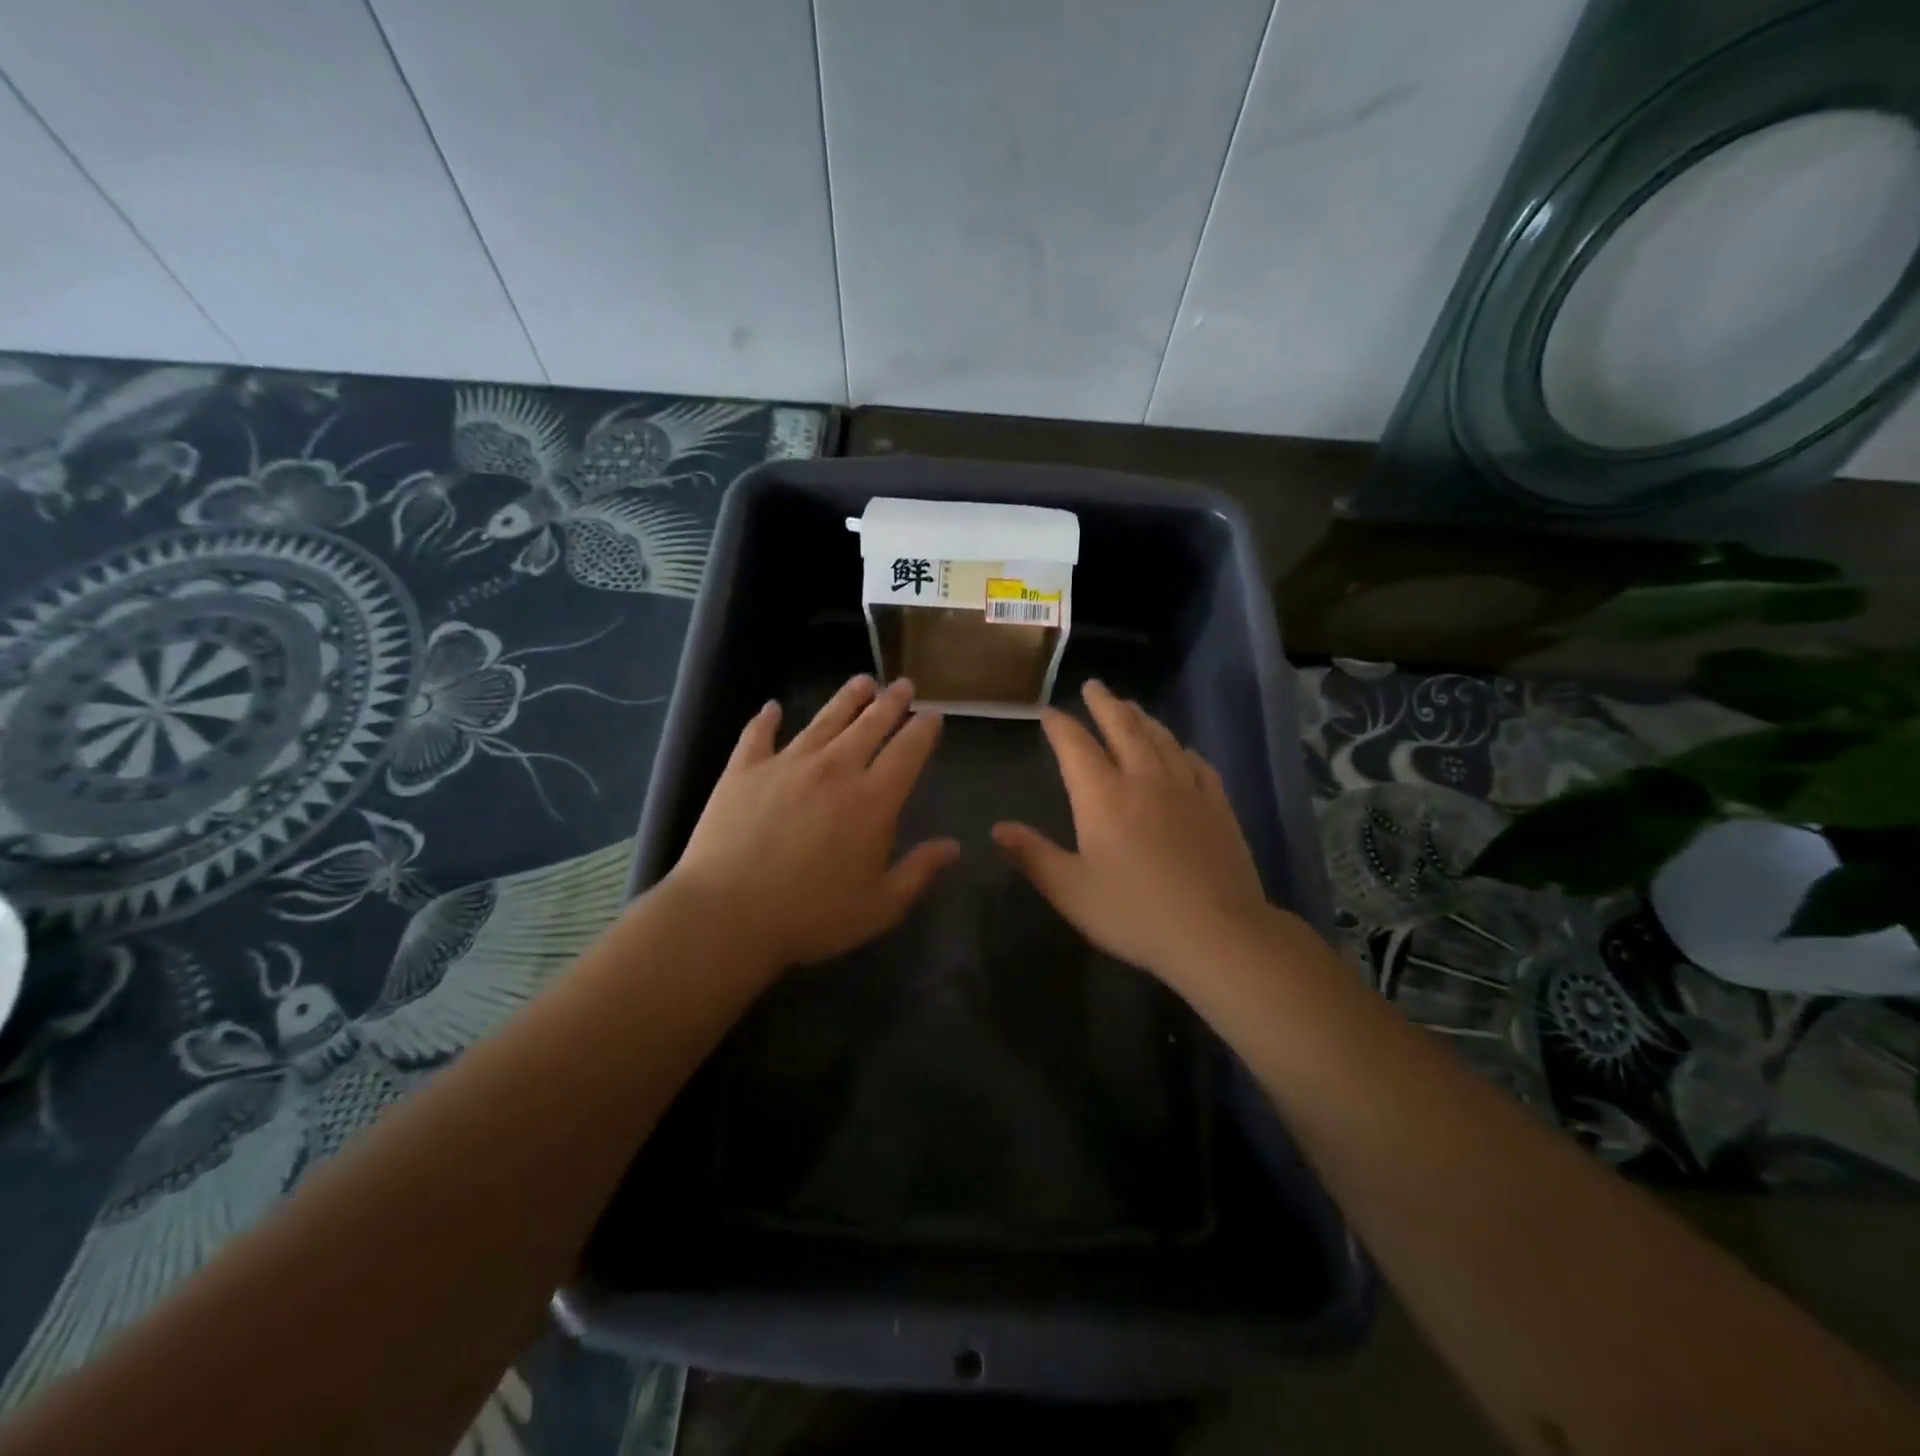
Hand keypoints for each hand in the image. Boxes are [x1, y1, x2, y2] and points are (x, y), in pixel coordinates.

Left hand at [667, 675, 959, 966]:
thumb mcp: (879, 906)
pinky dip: (767, 719)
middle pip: (870, 725)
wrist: (727, 916)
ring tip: (863, 681)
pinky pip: (759, 735)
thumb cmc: (811, 916)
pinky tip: (772, 707)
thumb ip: (919, 871)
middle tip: (904, 685)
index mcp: (873, 800)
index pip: (908, 752)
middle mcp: (834, 769)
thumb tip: (953, 846)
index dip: (924, 730)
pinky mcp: (744, 770)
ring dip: (846, 699)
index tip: (933, 715)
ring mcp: (786, 764)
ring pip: (824, 720)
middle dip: (891, 702)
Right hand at [992, 680, 1272, 986]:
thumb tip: (998, 828)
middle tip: (1093, 686)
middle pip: (1122, 726)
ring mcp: (1185, 788)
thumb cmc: (1133, 912)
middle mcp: (1143, 778)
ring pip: (1160, 738)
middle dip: (1104, 703)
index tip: (1048, 713)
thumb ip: (1033, 855)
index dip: (1059, 725)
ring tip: (1129, 706)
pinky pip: (1196, 763)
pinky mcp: (1217, 804)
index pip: (1075, 745)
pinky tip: (1181, 750)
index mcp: (1102, 795)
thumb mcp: (1070, 890)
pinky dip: (1181, 748)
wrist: (1217, 932)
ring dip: (1141, 717)